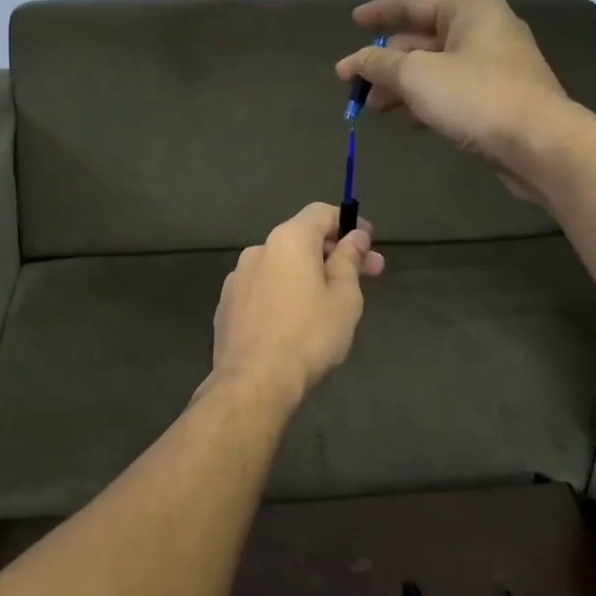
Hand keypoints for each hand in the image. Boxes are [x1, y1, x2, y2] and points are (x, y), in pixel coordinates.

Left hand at [209, 203, 383, 404]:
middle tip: (367, 275)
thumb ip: (349, 260)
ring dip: (308, 274)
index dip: (349, 223)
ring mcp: (237, 278)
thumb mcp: (344, 298)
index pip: (321, 213)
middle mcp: (259, 250)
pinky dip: (283, 293)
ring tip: (329, 303)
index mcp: (289, 240)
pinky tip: (295, 320)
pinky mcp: (226, 305)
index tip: (368, 244)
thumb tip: (355, 236)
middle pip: (302, 239)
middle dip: (335, 253)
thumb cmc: (309, 336)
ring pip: (281, 265)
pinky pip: (263, 288)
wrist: (253, 382)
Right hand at [334, 0, 575, 176]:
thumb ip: (380, 65)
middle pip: (422, 39)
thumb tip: (354, 61)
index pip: (414, 2)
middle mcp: (484, 32)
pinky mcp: (497, 101)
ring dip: (401, 87)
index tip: (353, 23)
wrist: (539, 145)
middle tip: (354, 84)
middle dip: (385, 62)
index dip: (380, 13)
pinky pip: (450, 93)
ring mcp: (493, 67)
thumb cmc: (476, 98)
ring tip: (373, 109)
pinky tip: (406, 121)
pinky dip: (424, 102)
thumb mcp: (417, 76)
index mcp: (469, 11)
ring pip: (434, 69)